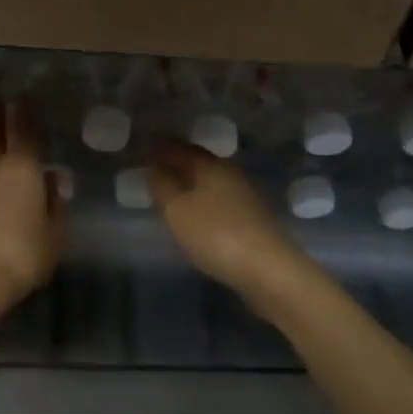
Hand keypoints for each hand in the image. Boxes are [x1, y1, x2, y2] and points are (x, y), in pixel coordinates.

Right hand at [149, 141, 319, 302]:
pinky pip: (220, 199)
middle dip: (177, 161)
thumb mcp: (177, 210)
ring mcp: (245, 195)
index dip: (161, 146)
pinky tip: (197, 212)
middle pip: (198, 161)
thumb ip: (162, 186)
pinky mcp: (253, 218)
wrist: (268, 269)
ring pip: (211, 181)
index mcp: (210, 165)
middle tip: (155, 165)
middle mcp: (230, 173)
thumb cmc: (215, 234)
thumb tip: (154, 165)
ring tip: (172, 189)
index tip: (144, 144)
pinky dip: (203, 200)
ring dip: (191, 182)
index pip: (180, 148)